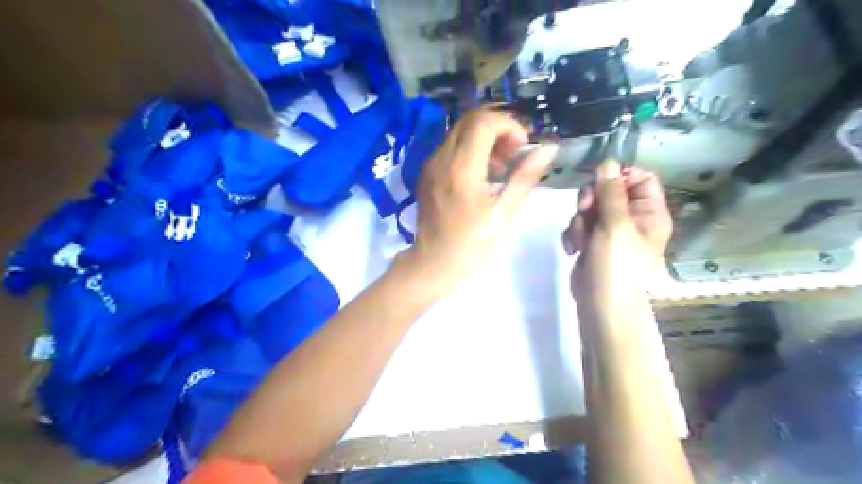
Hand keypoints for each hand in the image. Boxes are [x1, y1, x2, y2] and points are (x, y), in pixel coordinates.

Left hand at [402, 109, 559, 286]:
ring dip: (485, 138)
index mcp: (461, 170)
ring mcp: (430, 163)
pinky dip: (470, 148)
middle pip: (471, 119)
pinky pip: (450, 145)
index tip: (523, 147)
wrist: (433, 261)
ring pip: (460, 130)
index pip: (484, 123)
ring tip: (500, 167)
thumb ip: (525, 178)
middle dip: (498, 128)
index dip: (509, 126)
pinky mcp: (426, 170)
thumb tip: (548, 148)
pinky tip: (481, 174)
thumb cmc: (471, 244)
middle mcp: (441, 159)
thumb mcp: (504, 214)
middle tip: (513, 154)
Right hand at [564, 161, 675, 322]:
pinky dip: (573, 235)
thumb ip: (611, 192)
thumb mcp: (616, 225)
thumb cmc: (617, 265)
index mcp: (649, 212)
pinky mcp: (591, 242)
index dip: (619, 177)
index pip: (640, 178)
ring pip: (589, 208)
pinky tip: (573, 250)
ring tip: (581, 241)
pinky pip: (579, 225)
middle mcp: (631, 218)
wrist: (601, 304)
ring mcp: (609, 231)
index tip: (600, 182)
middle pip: (608, 190)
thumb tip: (609, 161)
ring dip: (579, 221)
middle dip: (591, 200)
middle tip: (585, 211)